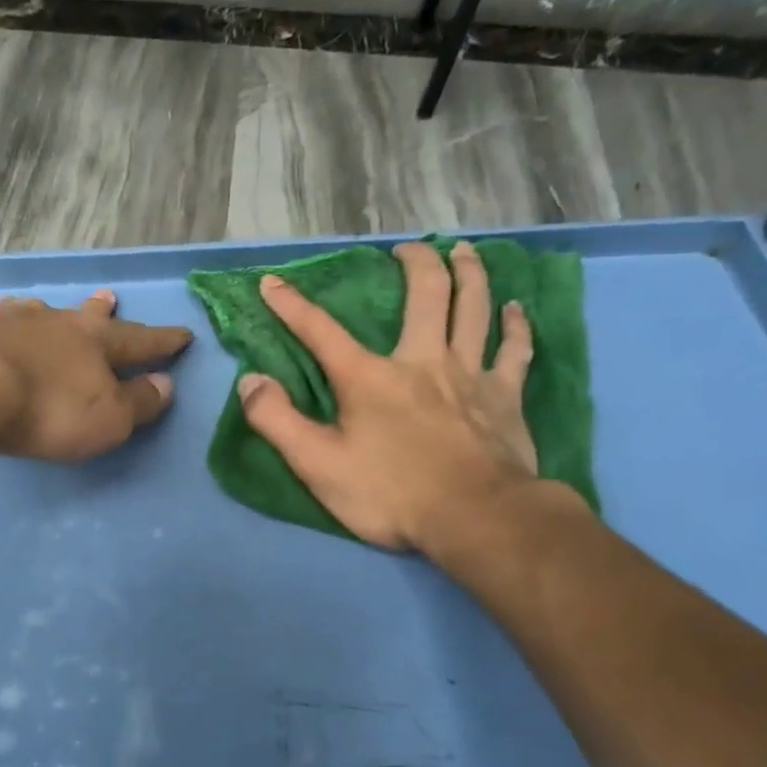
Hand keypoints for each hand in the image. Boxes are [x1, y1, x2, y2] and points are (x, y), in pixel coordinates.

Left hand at [0, 289, 191, 461]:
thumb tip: (166, 384)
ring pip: (37, 312)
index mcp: (97, 342)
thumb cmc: (50, 410)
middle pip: (86, 316)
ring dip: (47, 311)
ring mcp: (11, 325)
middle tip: (109, 296)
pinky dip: (5, 322)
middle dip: (102, 310)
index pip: (139, 340)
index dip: (163, 340)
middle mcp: (57, 324)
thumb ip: (139, 402)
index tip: (183, 333)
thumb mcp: (109, 418)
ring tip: (44, 305)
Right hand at [237, 241, 552, 552]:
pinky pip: (515, 349)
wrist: (475, 518)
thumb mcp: (316, 464)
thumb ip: (277, 420)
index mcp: (369, 378)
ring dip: (470, 273)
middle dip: (415, 263)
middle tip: (406, 249)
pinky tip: (515, 310)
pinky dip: (516, 325)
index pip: (321, 331)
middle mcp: (422, 361)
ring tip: (464, 251)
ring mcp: (470, 374)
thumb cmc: (389, 493)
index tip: (272, 281)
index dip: (292, 305)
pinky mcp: (505, 396)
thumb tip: (250, 381)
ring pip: (475, 307)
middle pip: (426, 294)